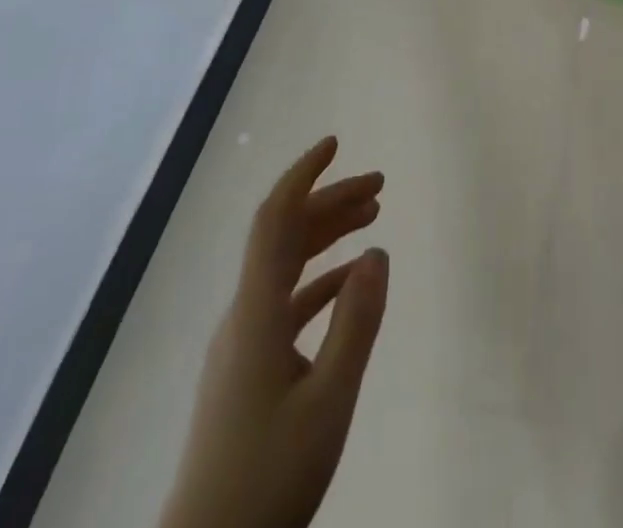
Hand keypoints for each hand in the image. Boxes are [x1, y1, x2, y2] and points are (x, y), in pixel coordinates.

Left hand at [162, 137, 388, 527]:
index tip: (335, 144)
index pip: (275, 219)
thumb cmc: (269, 478)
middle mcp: (244, 315)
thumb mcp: (329, 401)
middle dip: (330, 201)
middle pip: (286, 235)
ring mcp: (242, 343)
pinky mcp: (247, 370)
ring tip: (372, 218)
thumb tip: (378, 251)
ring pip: (286, 266)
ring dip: (327, 236)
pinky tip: (351, 283)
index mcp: (257, 312)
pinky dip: (321, 280)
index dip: (303, 175)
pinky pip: (286, 302)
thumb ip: (356, 322)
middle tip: (379, 186)